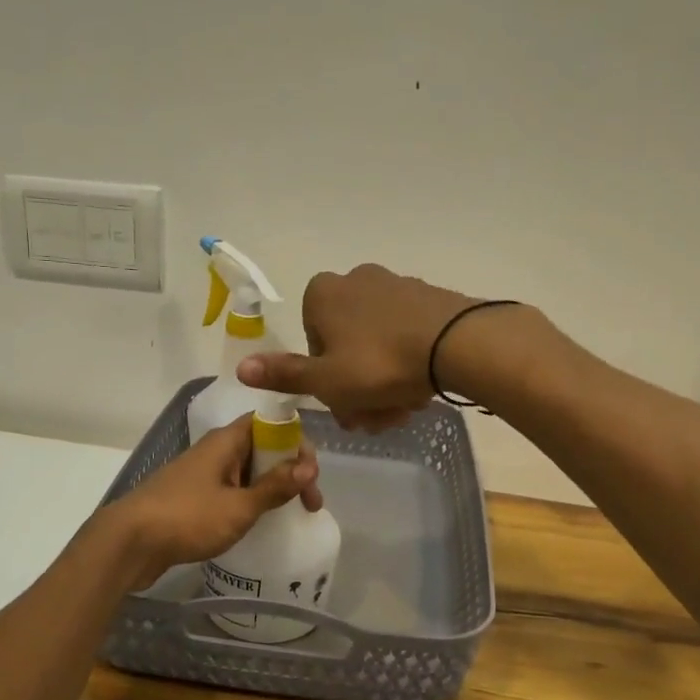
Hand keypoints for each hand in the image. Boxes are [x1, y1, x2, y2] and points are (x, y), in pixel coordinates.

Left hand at [102, 414, 322, 590]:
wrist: (128, 543)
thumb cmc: (187, 518)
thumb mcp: (239, 506)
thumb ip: (275, 486)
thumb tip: (308, 466)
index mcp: (225, 441)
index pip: (270, 423)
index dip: (296, 442)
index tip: (311, 474)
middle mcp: (214, 451)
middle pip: (262, 448)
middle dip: (290, 470)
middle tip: (310, 504)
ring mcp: (201, 474)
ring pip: (247, 472)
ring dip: (271, 488)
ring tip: (290, 514)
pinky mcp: (192, 498)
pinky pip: (230, 491)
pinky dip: (250, 501)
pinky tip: (259, 523)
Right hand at [236, 264, 478, 430]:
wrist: (457, 344)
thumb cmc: (379, 364)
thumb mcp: (326, 380)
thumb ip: (284, 375)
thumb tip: (241, 368)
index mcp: (323, 294)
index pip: (312, 344)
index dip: (326, 382)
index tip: (346, 407)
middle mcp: (356, 280)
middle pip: (346, 348)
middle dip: (358, 389)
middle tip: (377, 419)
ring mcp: (395, 286)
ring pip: (377, 346)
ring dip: (384, 384)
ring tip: (403, 410)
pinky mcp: (428, 297)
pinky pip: (406, 336)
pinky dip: (408, 364)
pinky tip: (423, 389)